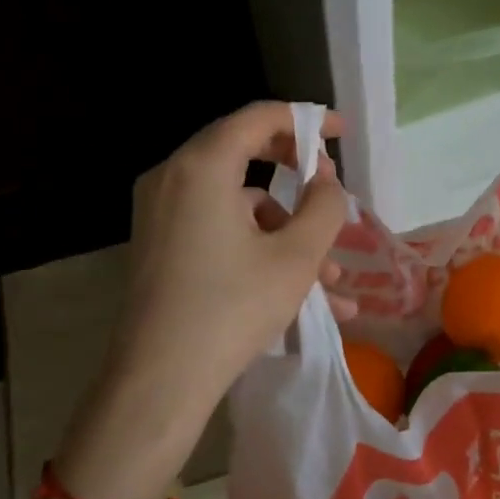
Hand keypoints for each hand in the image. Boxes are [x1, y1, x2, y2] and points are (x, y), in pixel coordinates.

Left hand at [58, 103, 352, 498]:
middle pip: (244, 155)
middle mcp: (173, 178)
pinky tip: (300, 297)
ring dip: (286, 233)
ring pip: (237, 205)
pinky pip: (217, 230)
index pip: (258, 118)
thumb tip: (326, 182)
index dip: (305, 120)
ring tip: (332, 283)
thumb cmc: (232, 309)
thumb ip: (325, 206)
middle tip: (332, 192)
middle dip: (297, 177)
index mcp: (201, 166)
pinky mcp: (160, 245)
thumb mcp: (297, 257)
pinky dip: (257, 249)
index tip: (340, 134)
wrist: (159, 380)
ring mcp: (160, 213)